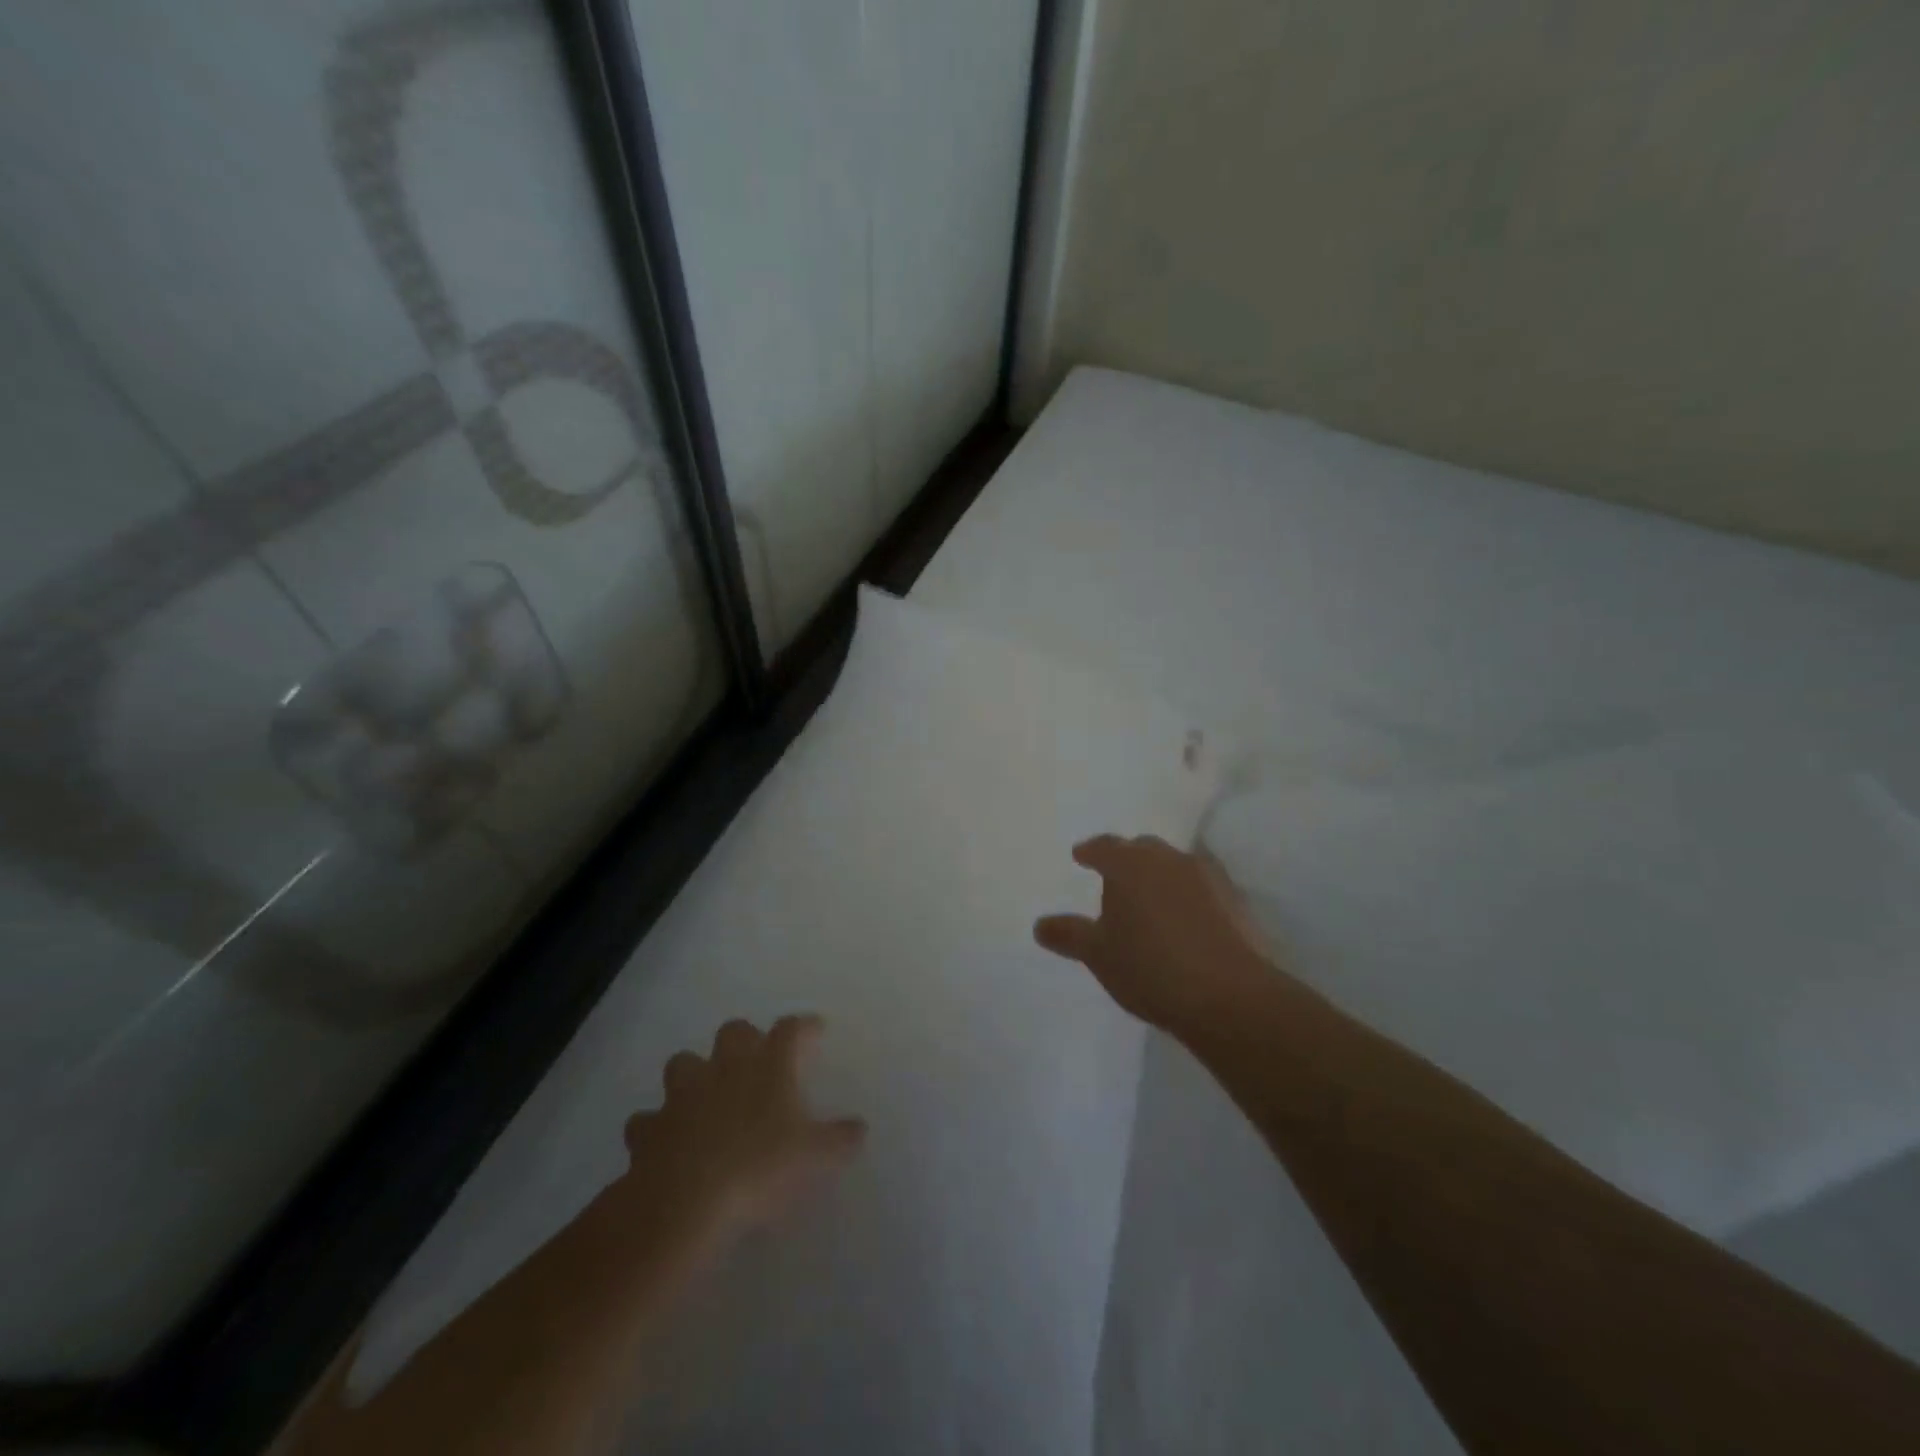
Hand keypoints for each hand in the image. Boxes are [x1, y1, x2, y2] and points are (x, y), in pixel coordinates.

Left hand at [622, 1015, 865, 1251]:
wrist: (685, 1203)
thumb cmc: (760, 1169)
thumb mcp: (814, 1158)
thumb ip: (839, 1139)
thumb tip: (859, 1128)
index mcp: (768, 1066)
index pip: (791, 1030)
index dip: (804, 1027)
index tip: (816, 1030)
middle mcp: (725, 1068)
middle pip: (734, 1032)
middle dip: (745, 1040)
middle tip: (757, 1061)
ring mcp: (682, 1095)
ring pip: (683, 1063)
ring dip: (694, 1074)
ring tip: (705, 1096)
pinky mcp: (649, 1128)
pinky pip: (648, 1119)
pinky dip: (657, 1126)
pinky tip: (666, 1142)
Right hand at [1034, 835, 1277, 1034]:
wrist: (1228, 995)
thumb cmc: (1149, 967)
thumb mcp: (1098, 954)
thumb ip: (1069, 935)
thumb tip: (1040, 925)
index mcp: (1130, 865)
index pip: (1104, 846)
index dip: (1090, 851)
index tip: (1081, 856)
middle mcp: (1168, 860)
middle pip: (1142, 849)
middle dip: (1127, 859)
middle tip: (1115, 878)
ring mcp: (1207, 877)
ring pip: (1175, 865)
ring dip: (1160, 876)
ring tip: (1149, 900)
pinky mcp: (1235, 901)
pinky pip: (1201, 887)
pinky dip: (1188, 896)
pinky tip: (1184, 920)